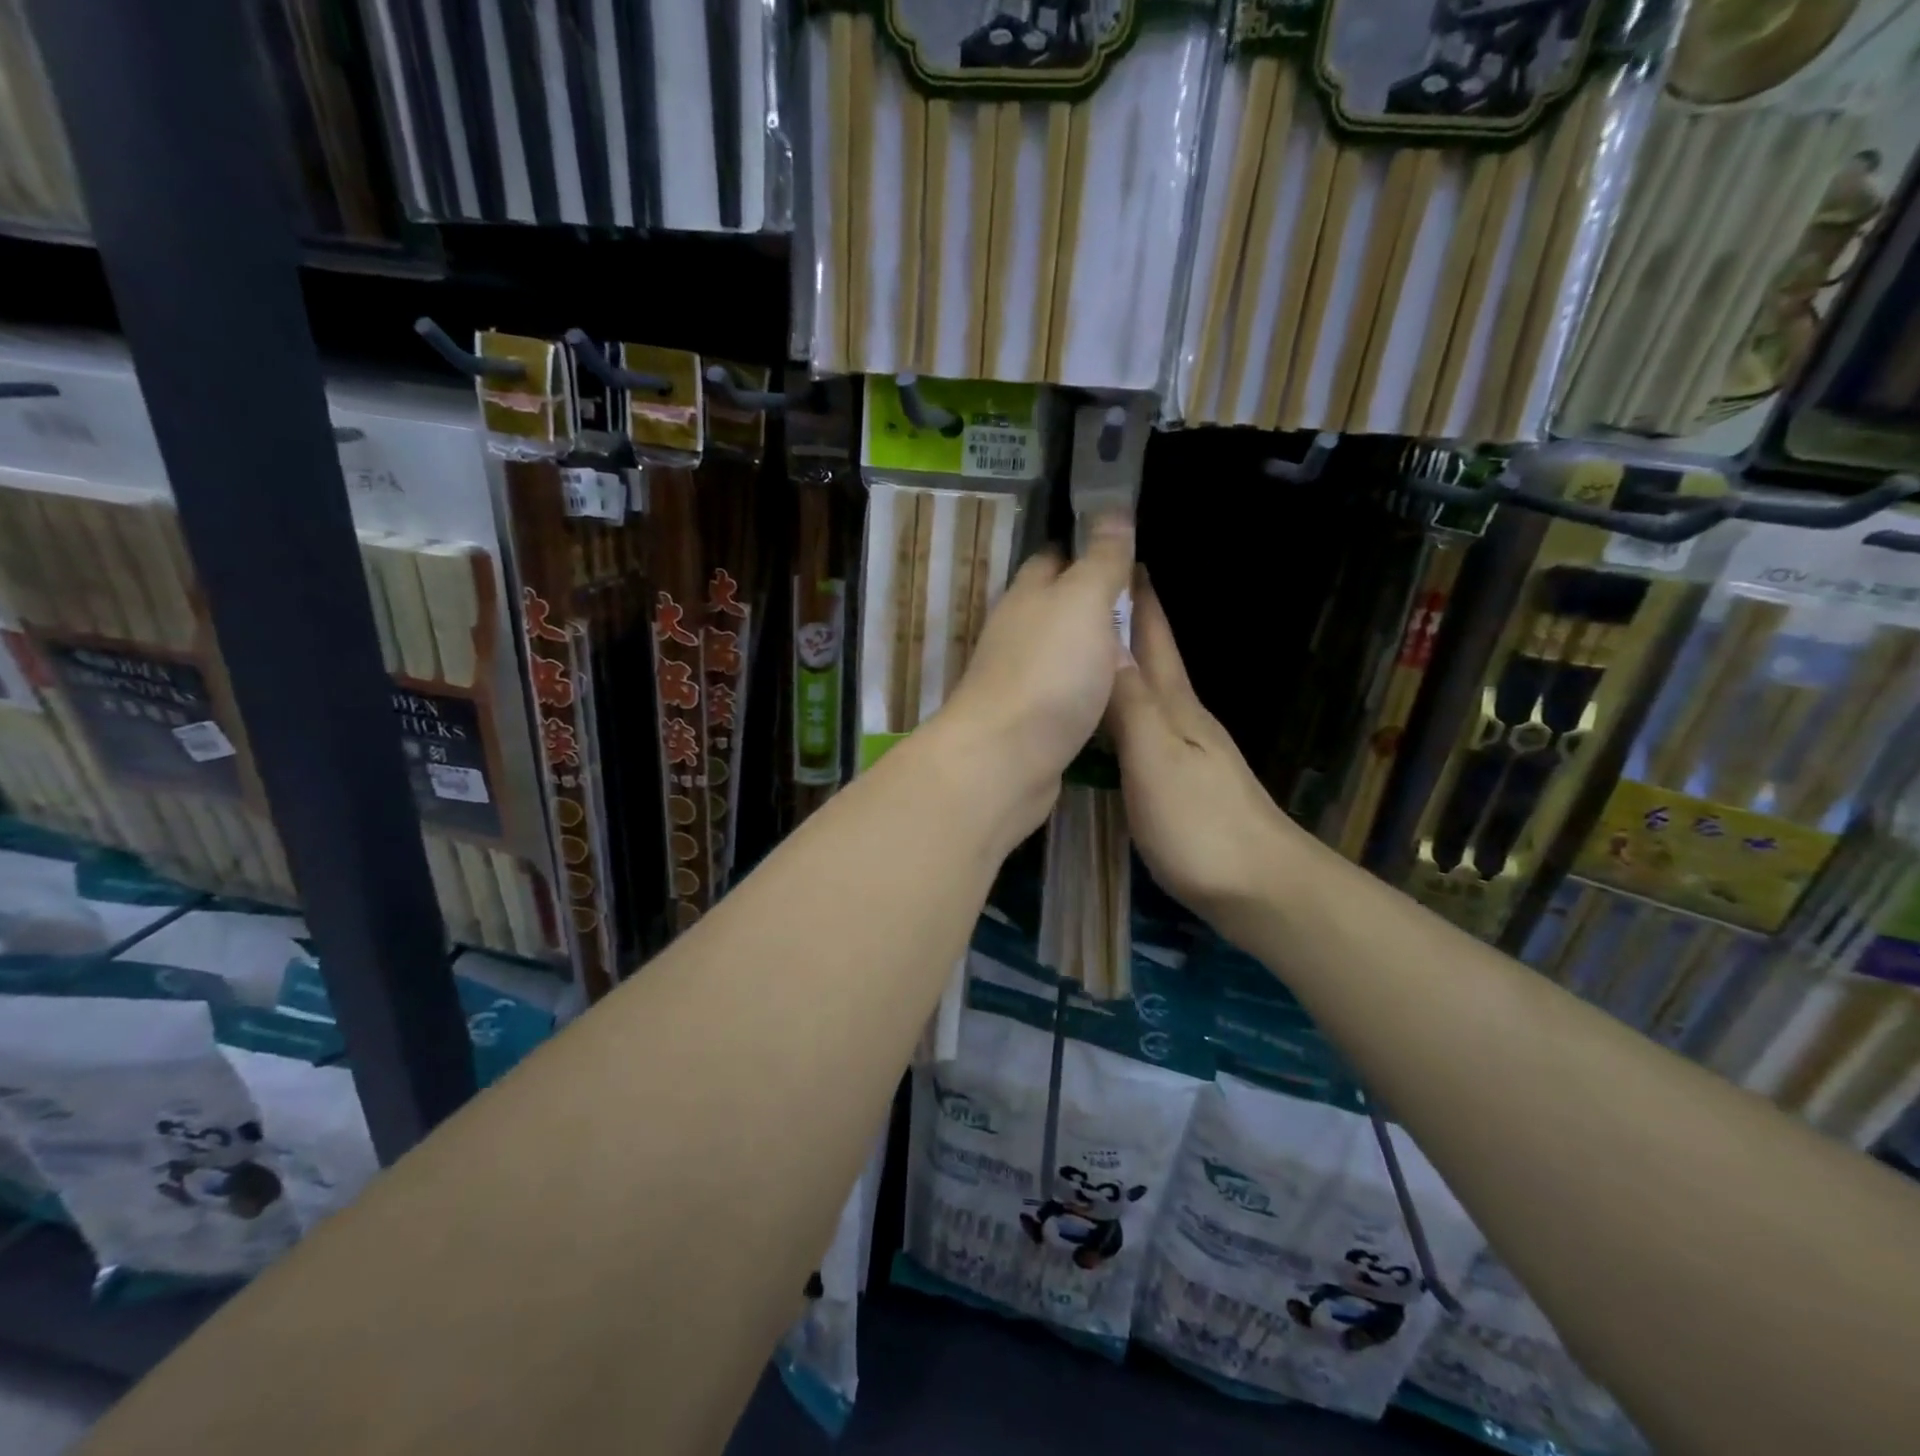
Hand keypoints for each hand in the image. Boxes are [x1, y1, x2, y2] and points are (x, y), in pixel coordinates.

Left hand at [931, 514, 1135, 840]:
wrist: (1005, 760)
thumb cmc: (1049, 672)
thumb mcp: (1084, 602)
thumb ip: (1101, 560)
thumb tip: (1112, 509)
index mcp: (1028, 594)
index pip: (1055, 556)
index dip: (1088, 546)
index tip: (1126, 547)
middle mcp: (1017, 631)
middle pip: (1058, 605)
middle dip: (1094, 599)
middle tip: (1144, 602)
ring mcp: (1020, 678)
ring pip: (1061, 650)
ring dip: (1092, 646)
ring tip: (1139, 645)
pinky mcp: (1029, 720)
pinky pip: (1065, 691)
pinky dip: (1088, 686)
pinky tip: (1114, 694)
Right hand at [1107, 573, 1302, 933]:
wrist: (1260, 888)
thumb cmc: (1200, 824)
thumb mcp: (1155, 760)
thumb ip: (1131, 706)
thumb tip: (1105, 644)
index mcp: (1176, 707)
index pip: (1153, 639)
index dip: (1137, 599)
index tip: (1118, 557)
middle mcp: (1183, 719)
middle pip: (1153, 659)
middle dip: (1128, 621)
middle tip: (1094, 592)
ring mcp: (1188, 751)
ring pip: (1150, 692)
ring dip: (1125, 663)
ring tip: (1093, 646)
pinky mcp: (1183, 782)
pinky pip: (1146, 726)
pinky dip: (1127, 706)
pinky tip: (1114, 716)